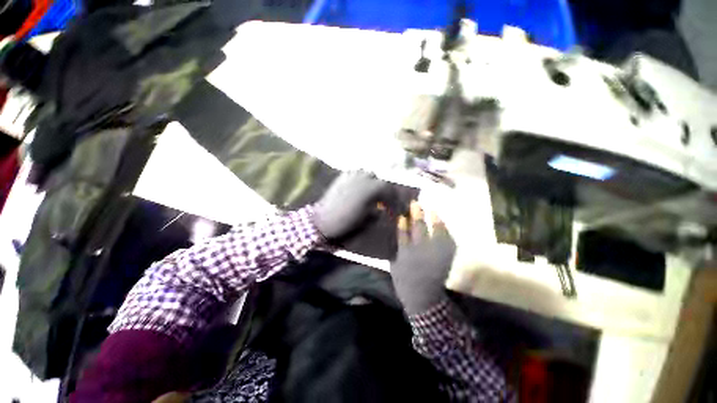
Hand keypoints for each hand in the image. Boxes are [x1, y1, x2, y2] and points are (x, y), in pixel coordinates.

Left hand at [313, 171, 388, 239]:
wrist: (324, 219)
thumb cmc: (348, 220)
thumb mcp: (367, 218)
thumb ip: (377, 211)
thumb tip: (382, 209)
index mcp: (373, 187)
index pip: (389, 190)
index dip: (394, 201)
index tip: (395, 209)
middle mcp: (365, 177)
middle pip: (380, 181)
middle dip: (384, 191)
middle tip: (385, 201)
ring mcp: (352, 174)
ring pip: (368, 174)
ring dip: (373, 182)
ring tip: (372, 193)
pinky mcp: (342, 176)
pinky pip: (355, 174)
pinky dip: (360, 180)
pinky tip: (359, 187)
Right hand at [391, 202, 455, 314]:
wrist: (423, 297)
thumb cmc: (404, 279)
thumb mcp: (394, 263)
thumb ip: (396, 246)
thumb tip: (398, 227)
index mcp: (406, 255)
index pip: (403, 233)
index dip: (402, 221)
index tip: (401, 212)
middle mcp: (420, 253)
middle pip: (418, 229)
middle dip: (416, 215)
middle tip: (415, 204)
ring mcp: (435, 255)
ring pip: (434, 233)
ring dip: (432, 219)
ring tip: (430, 209)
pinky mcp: (446, 258)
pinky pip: (447, 240)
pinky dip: (444, 229)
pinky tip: (440, 221)